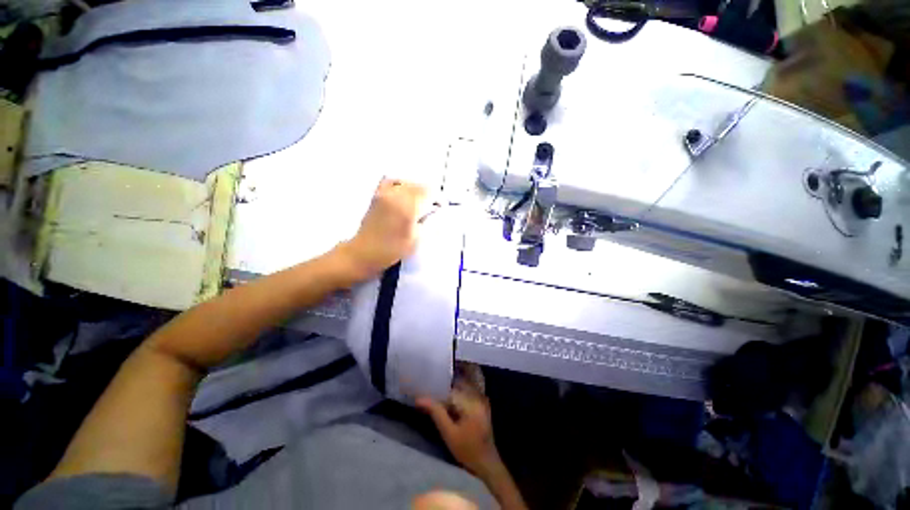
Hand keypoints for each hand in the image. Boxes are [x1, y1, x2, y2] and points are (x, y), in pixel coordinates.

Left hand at [337, 178, 430, 281]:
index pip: (429, 192)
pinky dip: (400, 185)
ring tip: (417, 204)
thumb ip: (428, 221)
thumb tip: (435, 210)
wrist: (365, 252)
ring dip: (415, 191)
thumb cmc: (393, 250)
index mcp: (408, 207)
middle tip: (430, 208)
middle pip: (418, 186)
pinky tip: (403, 195)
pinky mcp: (377, 195)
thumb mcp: (417, 239)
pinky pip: (391, 181)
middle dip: (427, 195)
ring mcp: (385, 193)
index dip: (437, 198)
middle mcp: (396, 195)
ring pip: (407, 183)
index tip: (439, 208)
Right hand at [417, 379, 499, 476]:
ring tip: (438, 406)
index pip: (449, 390)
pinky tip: (450, 410)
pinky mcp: (482, 405)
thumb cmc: (467, 450)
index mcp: (470, 401)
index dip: (437, 394)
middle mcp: (477, 396)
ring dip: (449, 398)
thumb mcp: (448, 433)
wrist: (486, 463)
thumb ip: (436, 413)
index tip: (425, 400)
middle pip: (455, 389)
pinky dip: (456, 401)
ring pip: (460, 392)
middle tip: (430, 403)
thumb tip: (420, 399)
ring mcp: (481, 400)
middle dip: (443, 395)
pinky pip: (466, 397)